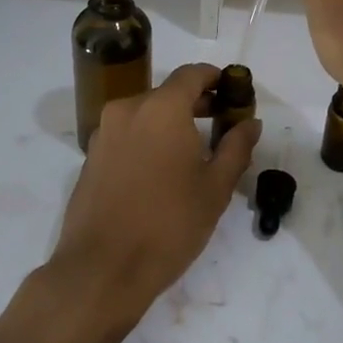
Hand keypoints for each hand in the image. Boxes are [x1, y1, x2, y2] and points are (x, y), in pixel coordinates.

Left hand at [49, 63, 260, 328]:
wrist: (102, 269)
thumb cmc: (168, 224)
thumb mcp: (215, 188)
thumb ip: (236, 147)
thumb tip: (250, 122)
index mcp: (161, 108)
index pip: (192, 74)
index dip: (216, 79)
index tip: (233, 94)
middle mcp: (128, 109)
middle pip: (167, 93)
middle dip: (196, 103)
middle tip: (222, 124)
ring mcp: (104, 132)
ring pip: (145, 113)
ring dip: (170, 122)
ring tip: (194, 152)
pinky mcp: (91, 156)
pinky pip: (126, 133)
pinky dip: (148, 138)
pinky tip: (161, 170)